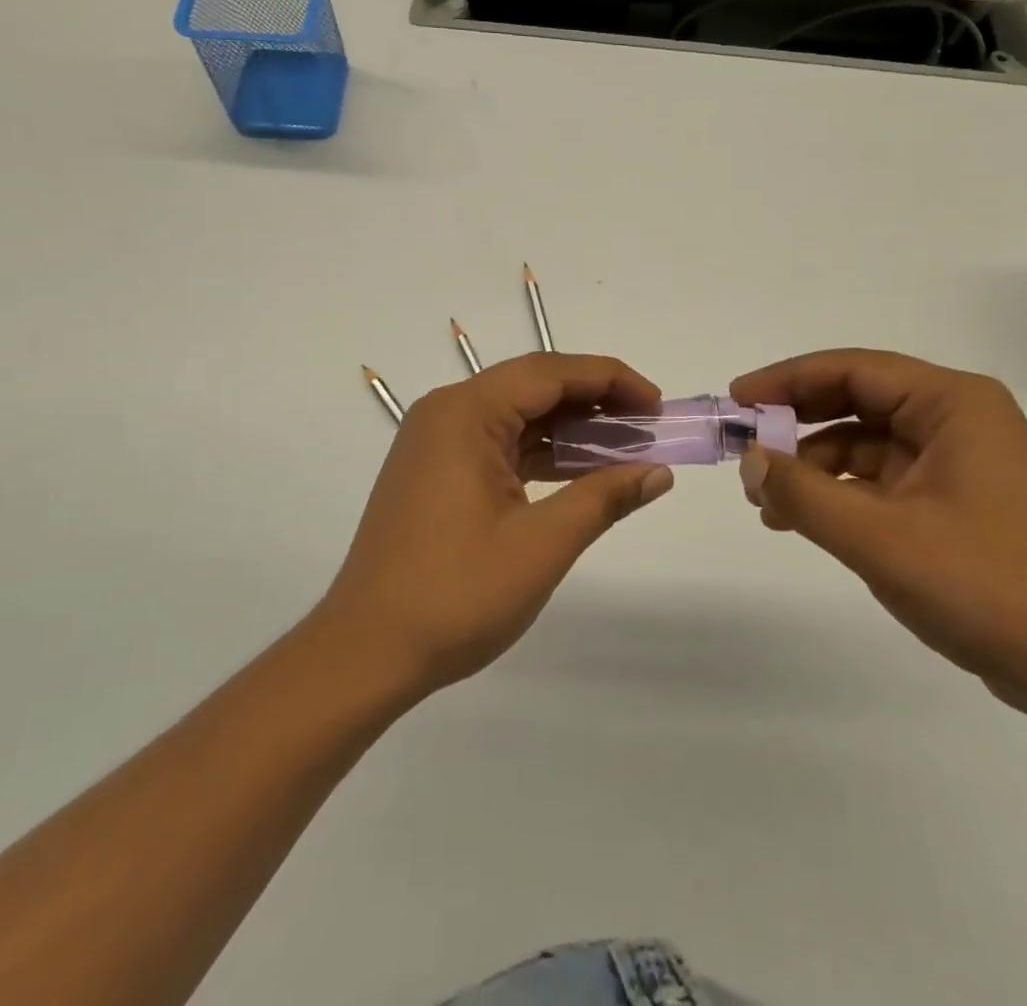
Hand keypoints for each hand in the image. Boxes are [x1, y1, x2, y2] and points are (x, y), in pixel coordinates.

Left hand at [314, 354, 674, 696]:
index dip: (610, 380)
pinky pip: (498, 443)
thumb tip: (659, 473)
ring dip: (568, 427)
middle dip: (593, 399)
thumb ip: (603, 498)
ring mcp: (436, 442)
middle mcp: (447, 413)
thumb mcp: (541, 545)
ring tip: (622, 446)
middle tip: (646, 423)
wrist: (367, 652)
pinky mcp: (435, 471)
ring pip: (516, 414)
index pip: (551, 373)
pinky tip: (577, 471)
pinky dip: (540, 452)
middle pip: (533, 386)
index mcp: (466, 413)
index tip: (656, 403)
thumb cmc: (456, 594)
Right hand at [729, 349, 1026, 715]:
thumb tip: (749, 460)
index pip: (853, 369)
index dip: (787, 380)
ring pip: (867, 442)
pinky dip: (842, 492)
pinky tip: (805, 520)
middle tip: (746, 447)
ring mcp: (961, 461)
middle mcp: (960, 419)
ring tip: (767, 501)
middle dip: (797, 423)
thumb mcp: (879, 539)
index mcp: (954, 403)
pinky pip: (884, 478)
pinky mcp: (958, 500)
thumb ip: (804, 494)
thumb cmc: (987, 588)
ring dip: (814, 465)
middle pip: (859, 400)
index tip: (737, 400)